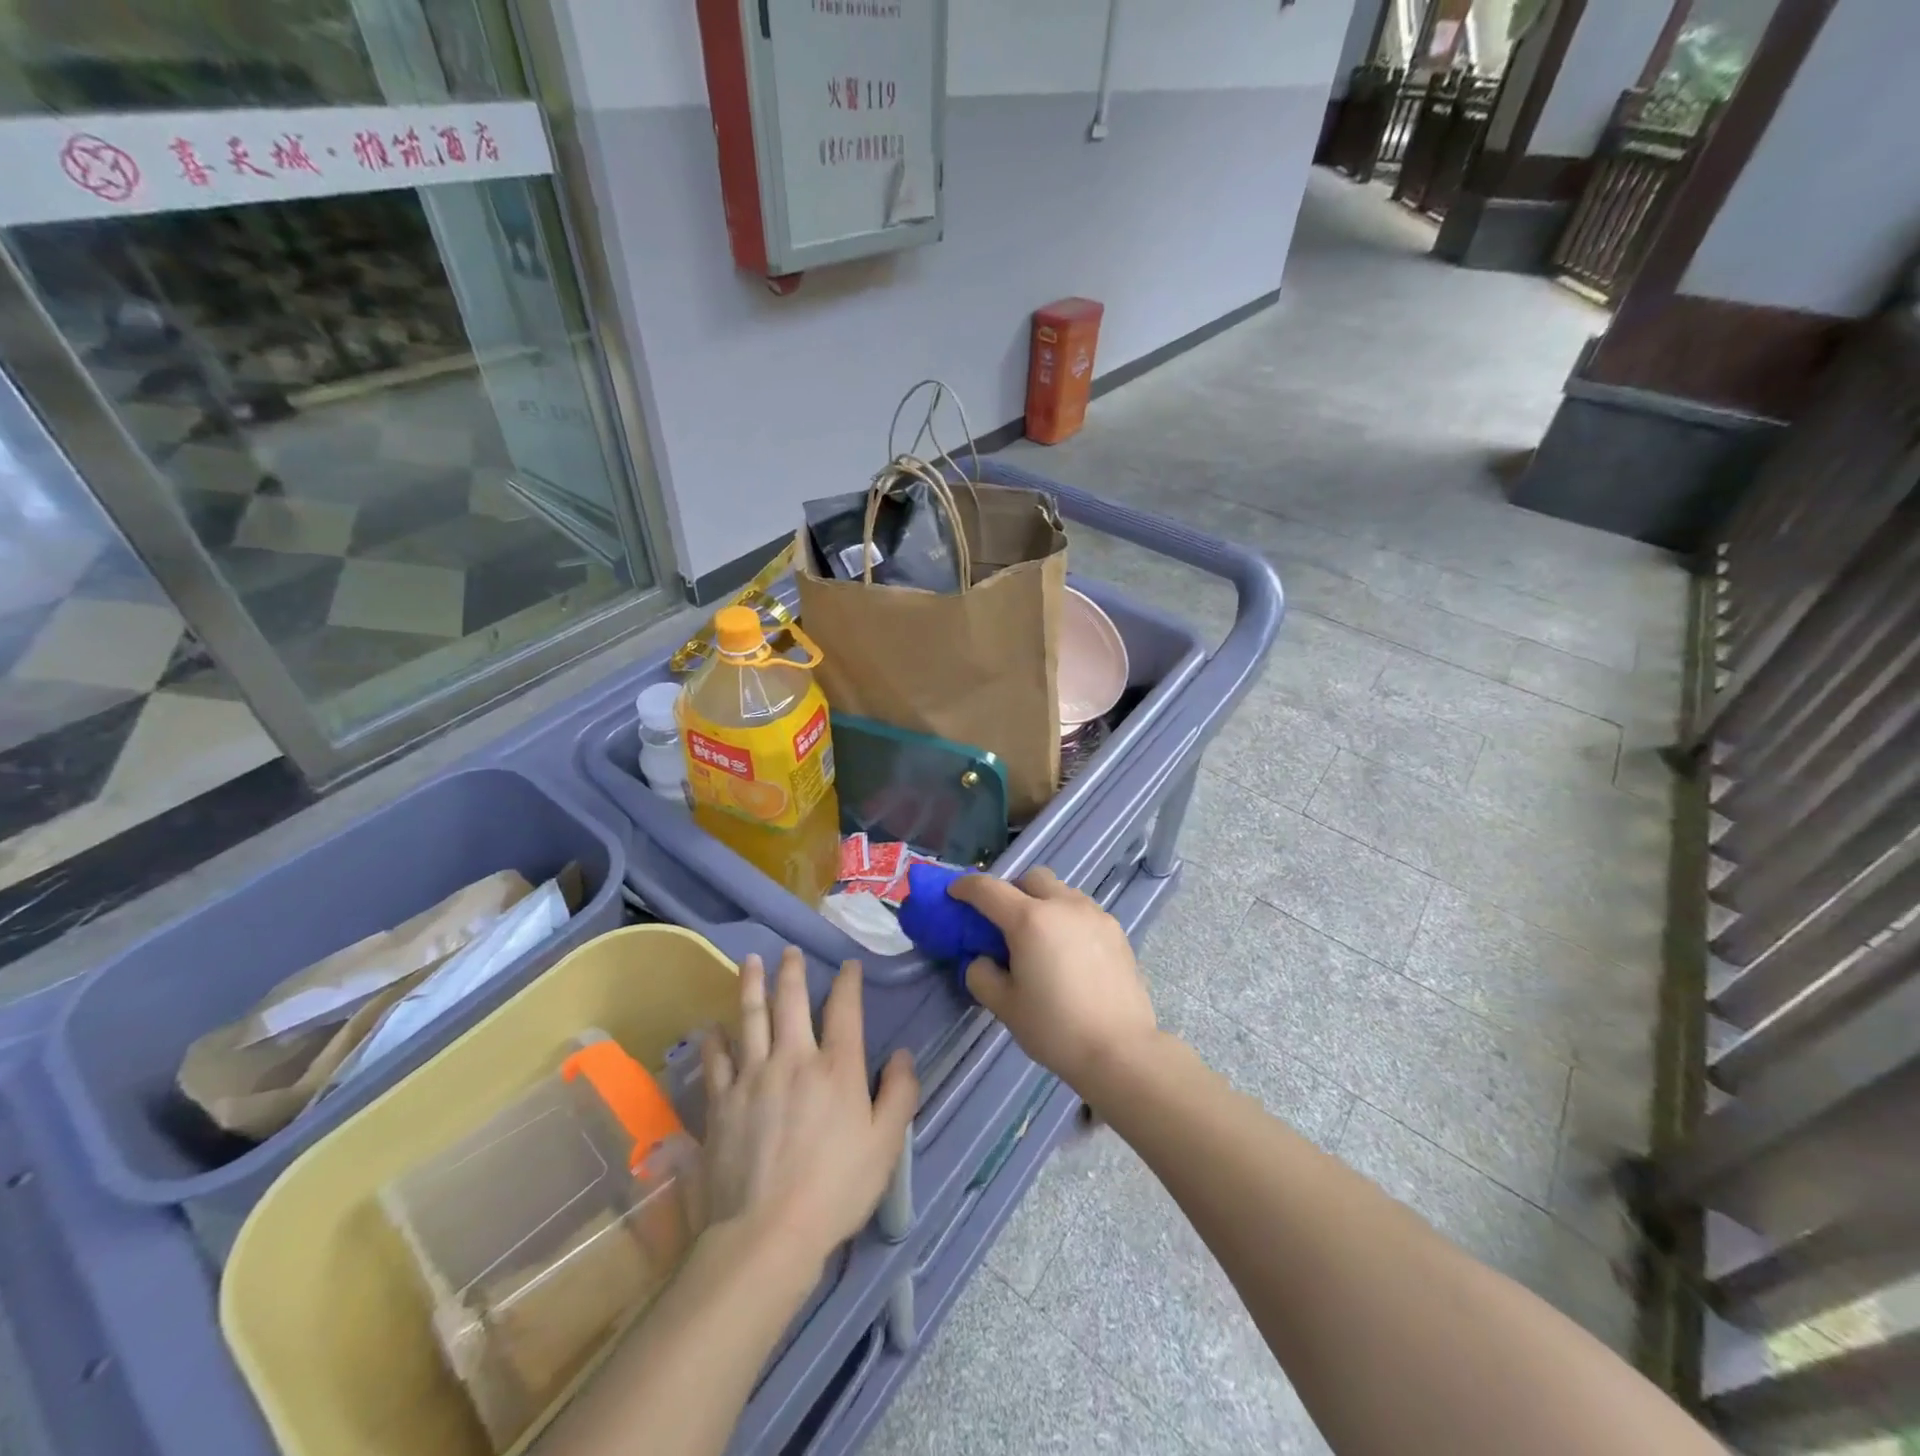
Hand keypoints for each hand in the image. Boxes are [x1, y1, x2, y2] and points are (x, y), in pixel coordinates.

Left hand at [699, 948, 916, 1274]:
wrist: (766, 1234)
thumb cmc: (836, 1189)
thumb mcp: (885, 1145)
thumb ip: (898, 1094)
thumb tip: (902, 1055)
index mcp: (836, 1068)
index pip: (845, 1010)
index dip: (848, 983)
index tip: (849, 966)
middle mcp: (793, 1059)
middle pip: (791, 1001)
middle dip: (791, 971)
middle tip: (788, 951)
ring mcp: (752, 1077)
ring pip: (750, 1018)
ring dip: (750, 986)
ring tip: (749, 961)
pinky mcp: (722, 1102)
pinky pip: (716, 1060)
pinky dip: (714, 1039)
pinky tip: (712, 1027)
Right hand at [950, 868, 1157, 1088]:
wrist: (1120, 1050)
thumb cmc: (1055, 1029)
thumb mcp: (1005, 1006)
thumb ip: (982, 975)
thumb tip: (983, 960)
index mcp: (1030, 920)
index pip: (989, 889)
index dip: (966, 887)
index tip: (954, 893)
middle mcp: (1063, 905)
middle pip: (1031, 878)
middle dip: (1011, 890)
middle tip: (1003, 920)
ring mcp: (1094, 914)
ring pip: (1061, 891)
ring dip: (1043, 902)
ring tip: (1040, 938)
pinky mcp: (1116, 930)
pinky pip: (1082, 910)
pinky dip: (1066, 918)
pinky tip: (1068, 951)